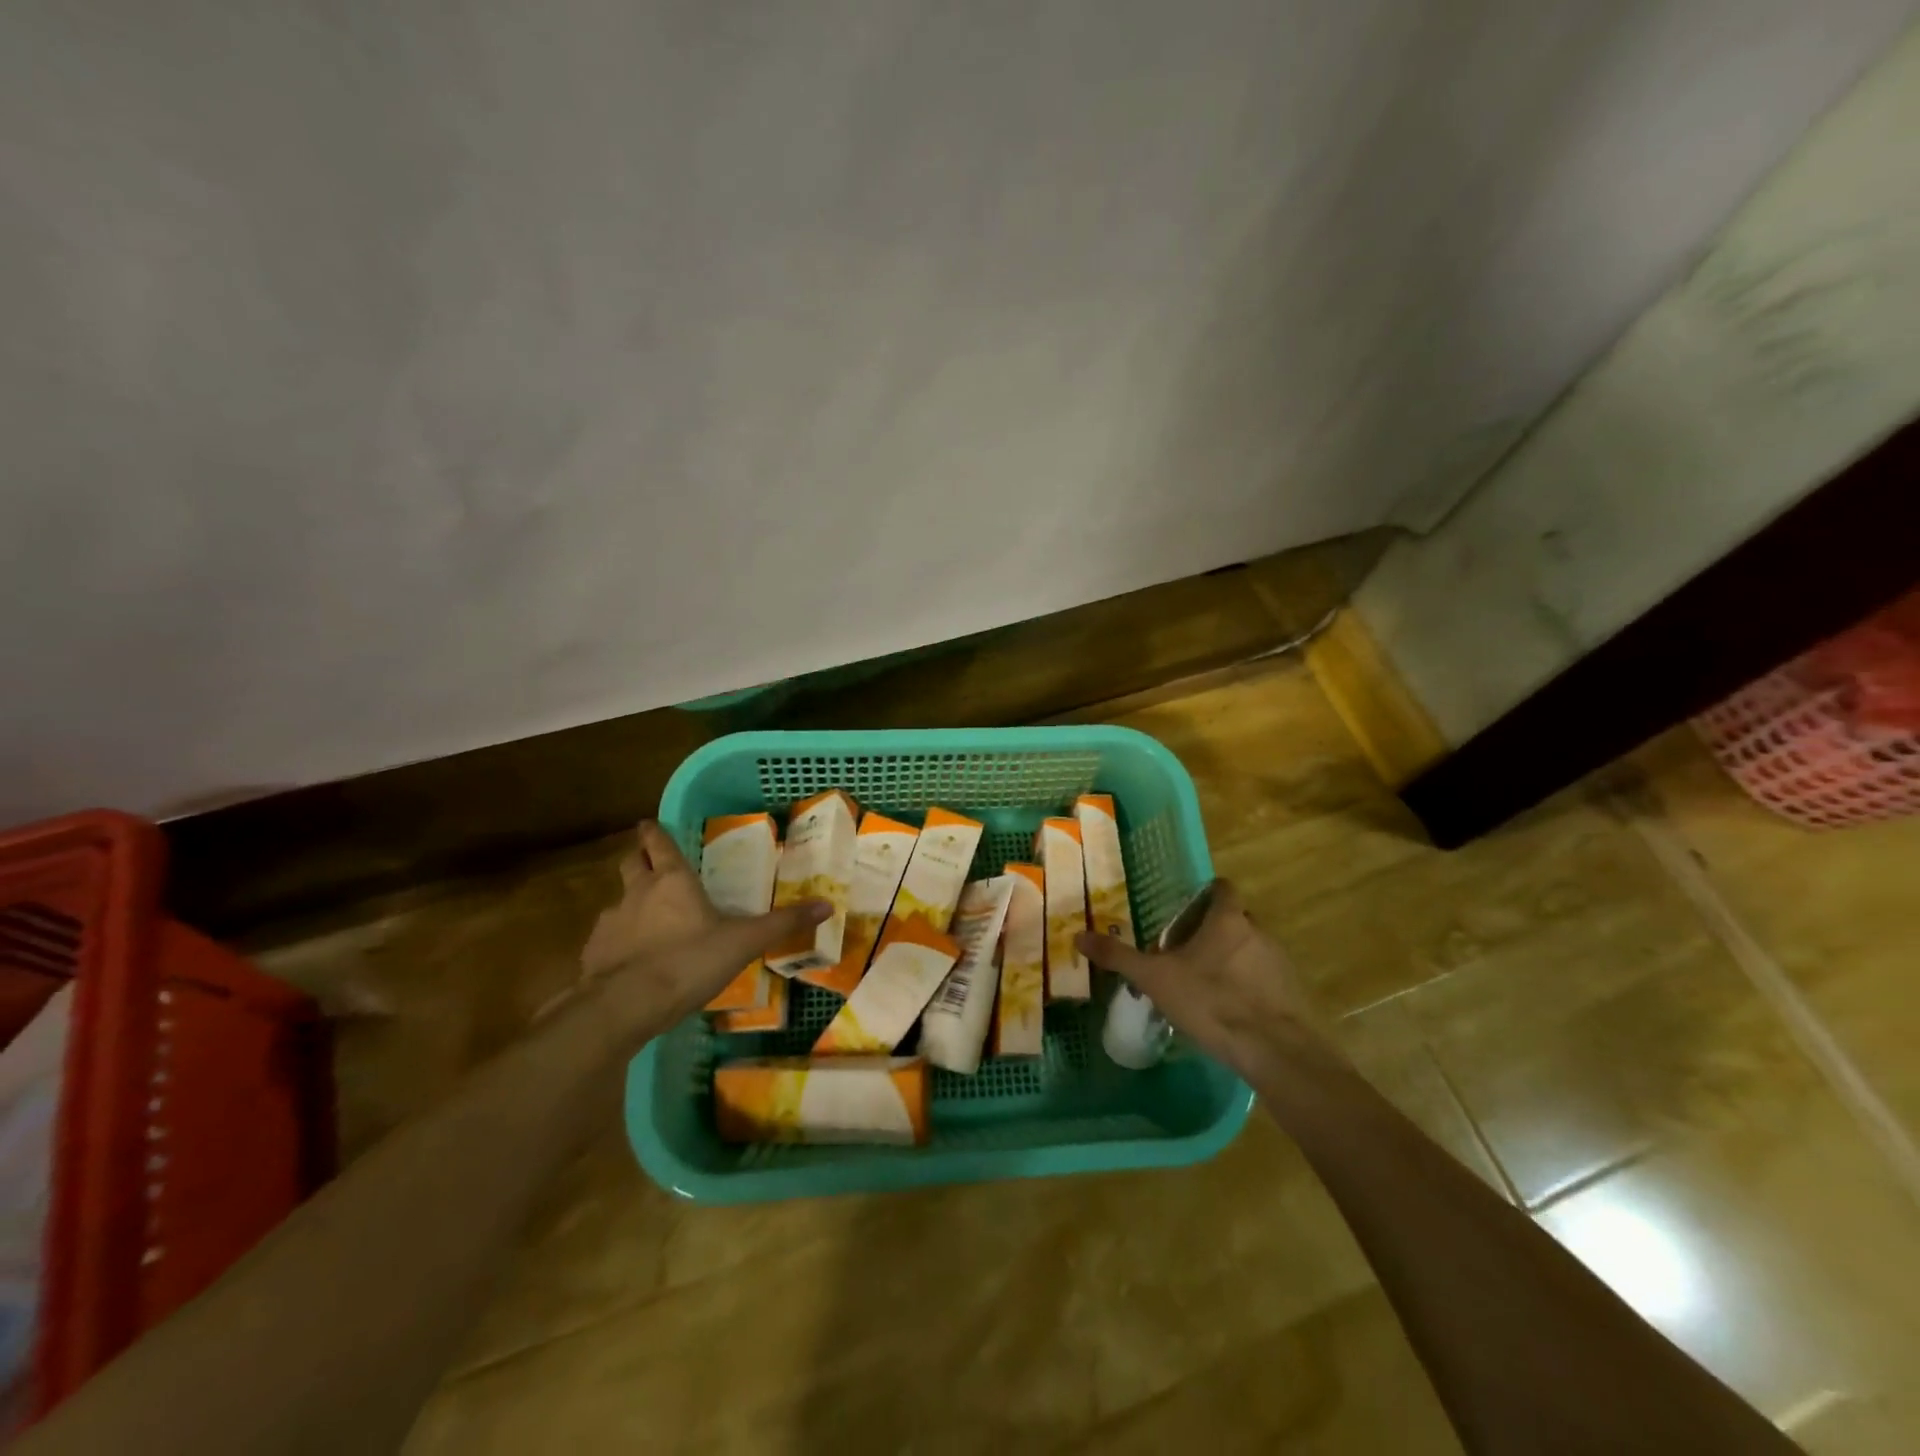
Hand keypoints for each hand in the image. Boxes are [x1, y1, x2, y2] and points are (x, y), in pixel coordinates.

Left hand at [572, 821, 825, 1030]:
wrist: (625, 1007)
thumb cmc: (689, 962)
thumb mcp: (744, 943)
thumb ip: (782, 924)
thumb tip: (827, 905)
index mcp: (672, 881)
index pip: (658, 844)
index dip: (654, 832)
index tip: (650, 823)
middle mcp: (637, 893)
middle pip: (630, 863)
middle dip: (639, 859)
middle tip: (650, 864)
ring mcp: (610, 923)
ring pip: (618, 901)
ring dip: (630, 904)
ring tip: (646, 921)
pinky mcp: (592, 954)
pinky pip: (606, 938)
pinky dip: (617, 941)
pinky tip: (630, 960)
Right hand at [1076, 881, 1337, 1085]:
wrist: (1274, 1050)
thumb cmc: (1211, 1001)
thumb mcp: (1155, 978)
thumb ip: (1119, 956)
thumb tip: (1078, 936)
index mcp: (1227, 920)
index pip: (1222, 889)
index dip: (1206, 895)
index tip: (1186, 911)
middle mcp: (1258, 932)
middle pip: (1235, 920)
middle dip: (1213, 932)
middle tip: (1185, 954)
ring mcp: (1280, 963)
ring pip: (1250, 950)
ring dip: (1231, 960)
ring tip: (1204, 986)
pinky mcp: (1292, 993)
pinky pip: (1265, 979)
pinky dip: (1248, 987)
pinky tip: (1228, 1012)